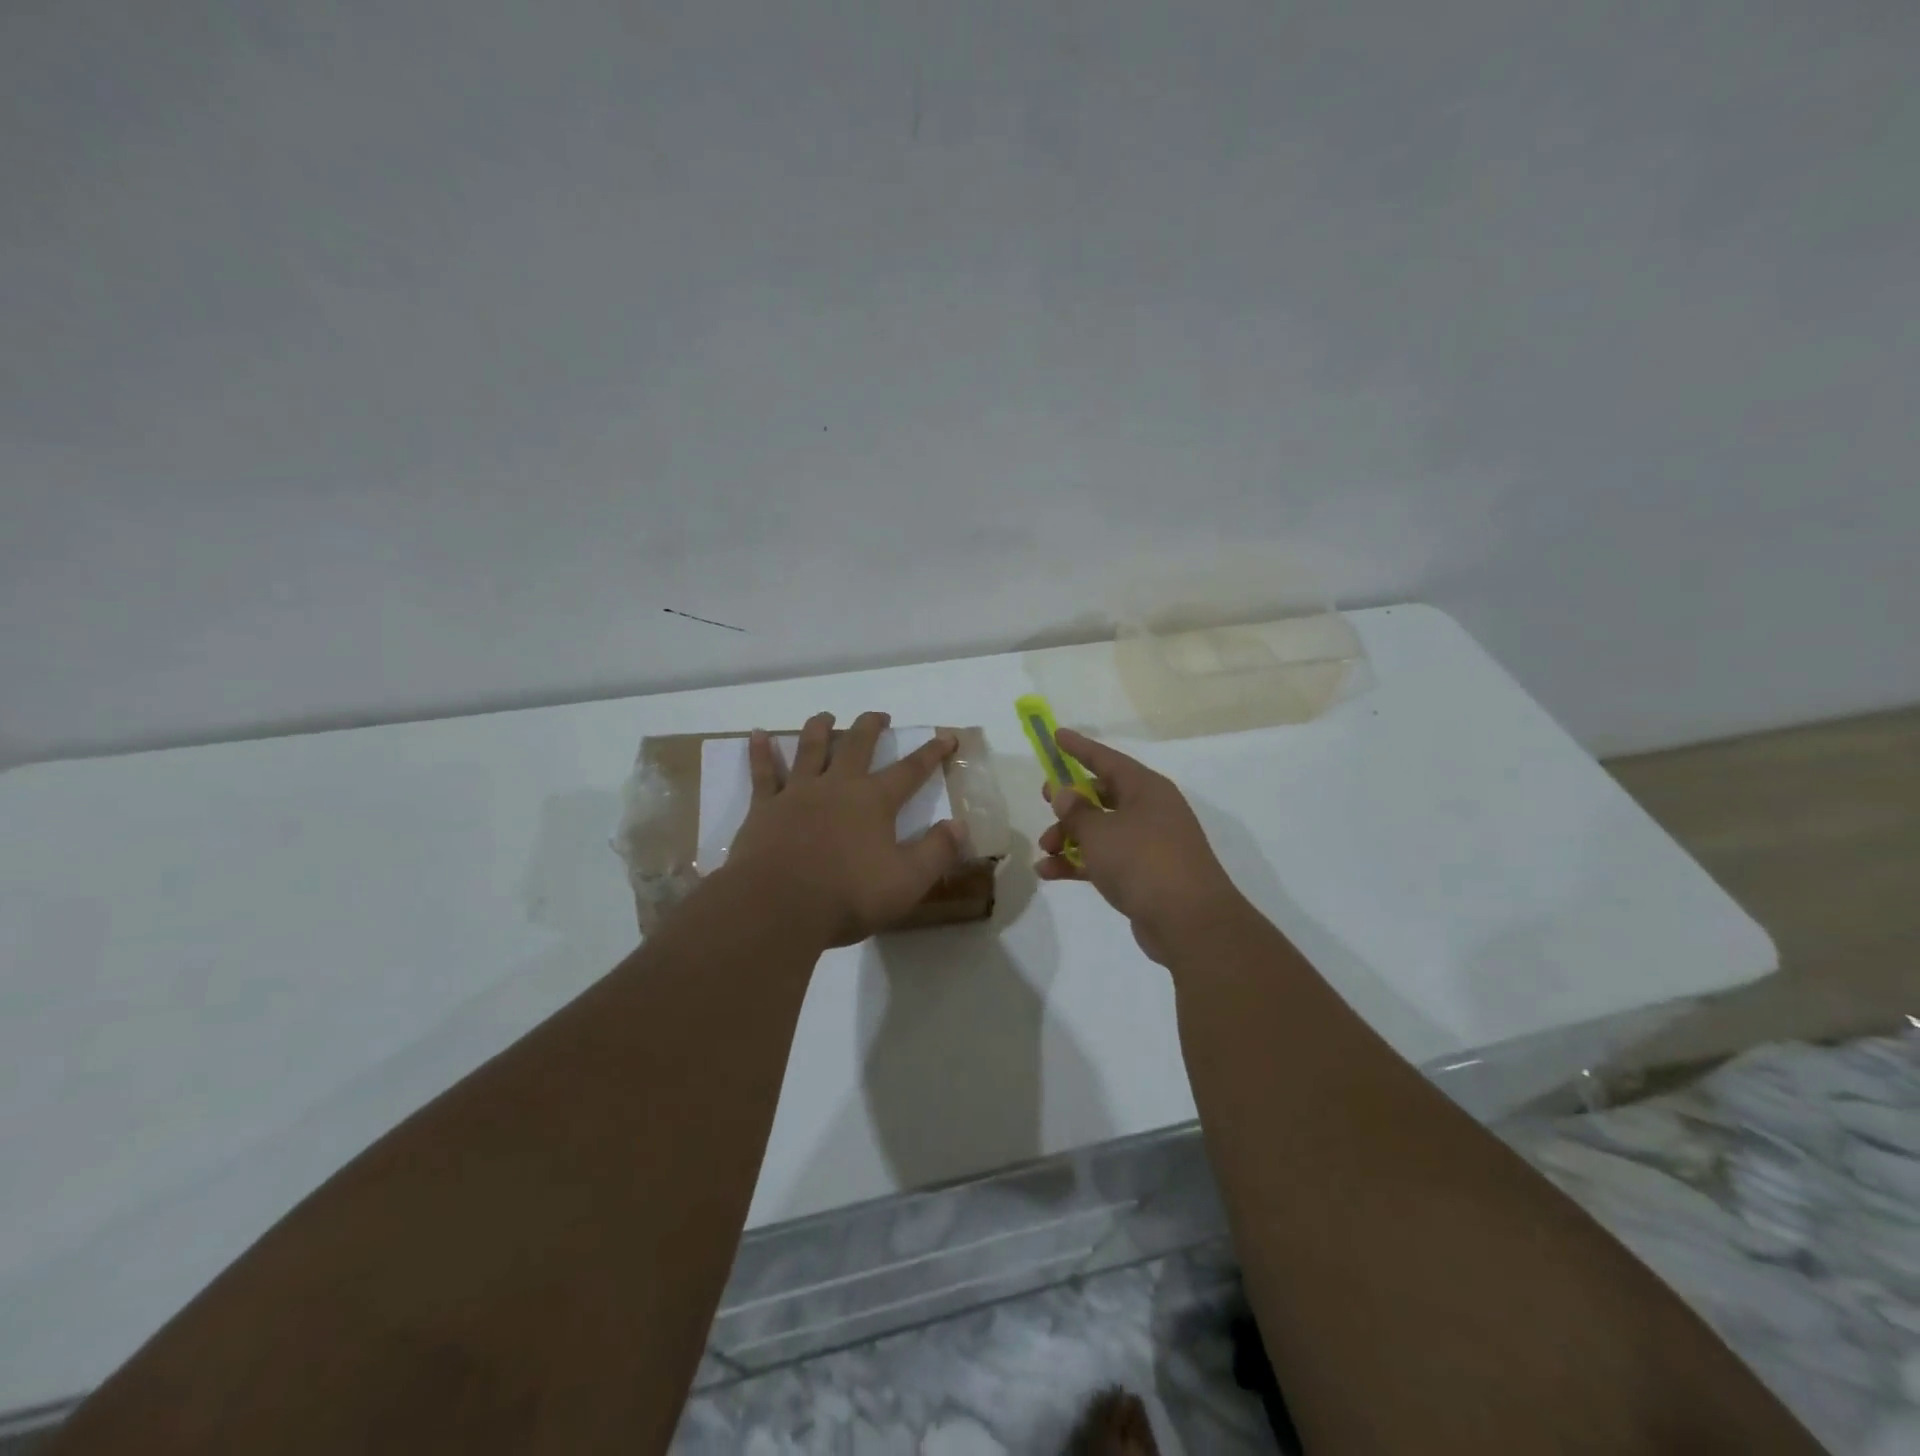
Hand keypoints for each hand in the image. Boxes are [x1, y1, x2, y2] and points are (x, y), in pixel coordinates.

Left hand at [724, 711, 962, 947]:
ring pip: (810, 749)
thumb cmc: (848, 896)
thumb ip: (937, 851)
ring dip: (819, 728)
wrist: (778, 907)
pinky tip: (757, 734)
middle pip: (857, 745)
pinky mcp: (764, 808)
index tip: (946, 736)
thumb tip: (959, 825)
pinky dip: (760, 751)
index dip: (931, 753)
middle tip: (879, 716)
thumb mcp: (908, 881)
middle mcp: (837, 786)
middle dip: (871, 727)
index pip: (911, 770)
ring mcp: (798, 793)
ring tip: (826, 716)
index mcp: (874, 801)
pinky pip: (763, 772)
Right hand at [1036, 729, 1246, 963]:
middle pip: (1103, 796)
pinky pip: (1106, 860)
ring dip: (1070, 838)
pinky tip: (1050, 874)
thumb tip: (1064, 792)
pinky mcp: (1145, 876)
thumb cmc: (1142, 860)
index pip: (1107, 759)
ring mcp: (1150, 844)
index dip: (1079, 748)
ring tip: (1045, 852)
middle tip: (1046, 804)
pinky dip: (1080, 864)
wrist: (1189, 921)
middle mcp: (1151, 811)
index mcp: (1146, 789)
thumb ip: (1076, 810)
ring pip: (1102, 831)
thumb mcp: (1100, 831)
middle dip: (1070, 803)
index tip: (1056, 736)